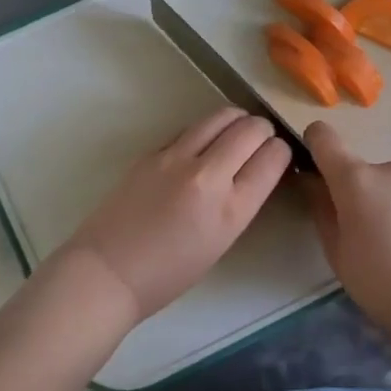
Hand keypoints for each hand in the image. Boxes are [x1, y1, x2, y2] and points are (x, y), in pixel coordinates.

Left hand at [64, 108, 291, 322]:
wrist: (108, 272)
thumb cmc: (168, 274)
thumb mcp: (222, 241)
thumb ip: (242, 201)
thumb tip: (256, 170)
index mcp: (231, 208)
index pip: (274, 156)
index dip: (281, 153)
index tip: (277, 159)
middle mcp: (208, 175)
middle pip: (252, 128)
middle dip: (263, 132)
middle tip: (260, 144)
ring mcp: (176, 158)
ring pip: (222, 116)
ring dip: (237, 121)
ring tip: (235, 135)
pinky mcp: (152, 152)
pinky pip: (191, 129)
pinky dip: (206, 132)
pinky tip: (201, 148)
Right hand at [302, 121, 390, 328]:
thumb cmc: (380, 282)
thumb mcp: (337, 252)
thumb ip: (321, 209)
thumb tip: (312, 182)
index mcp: (356, 180)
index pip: (324, 137)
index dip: (314, 145)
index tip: (316, 170)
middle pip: (364, 172)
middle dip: (360, 195)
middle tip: (365, 236)